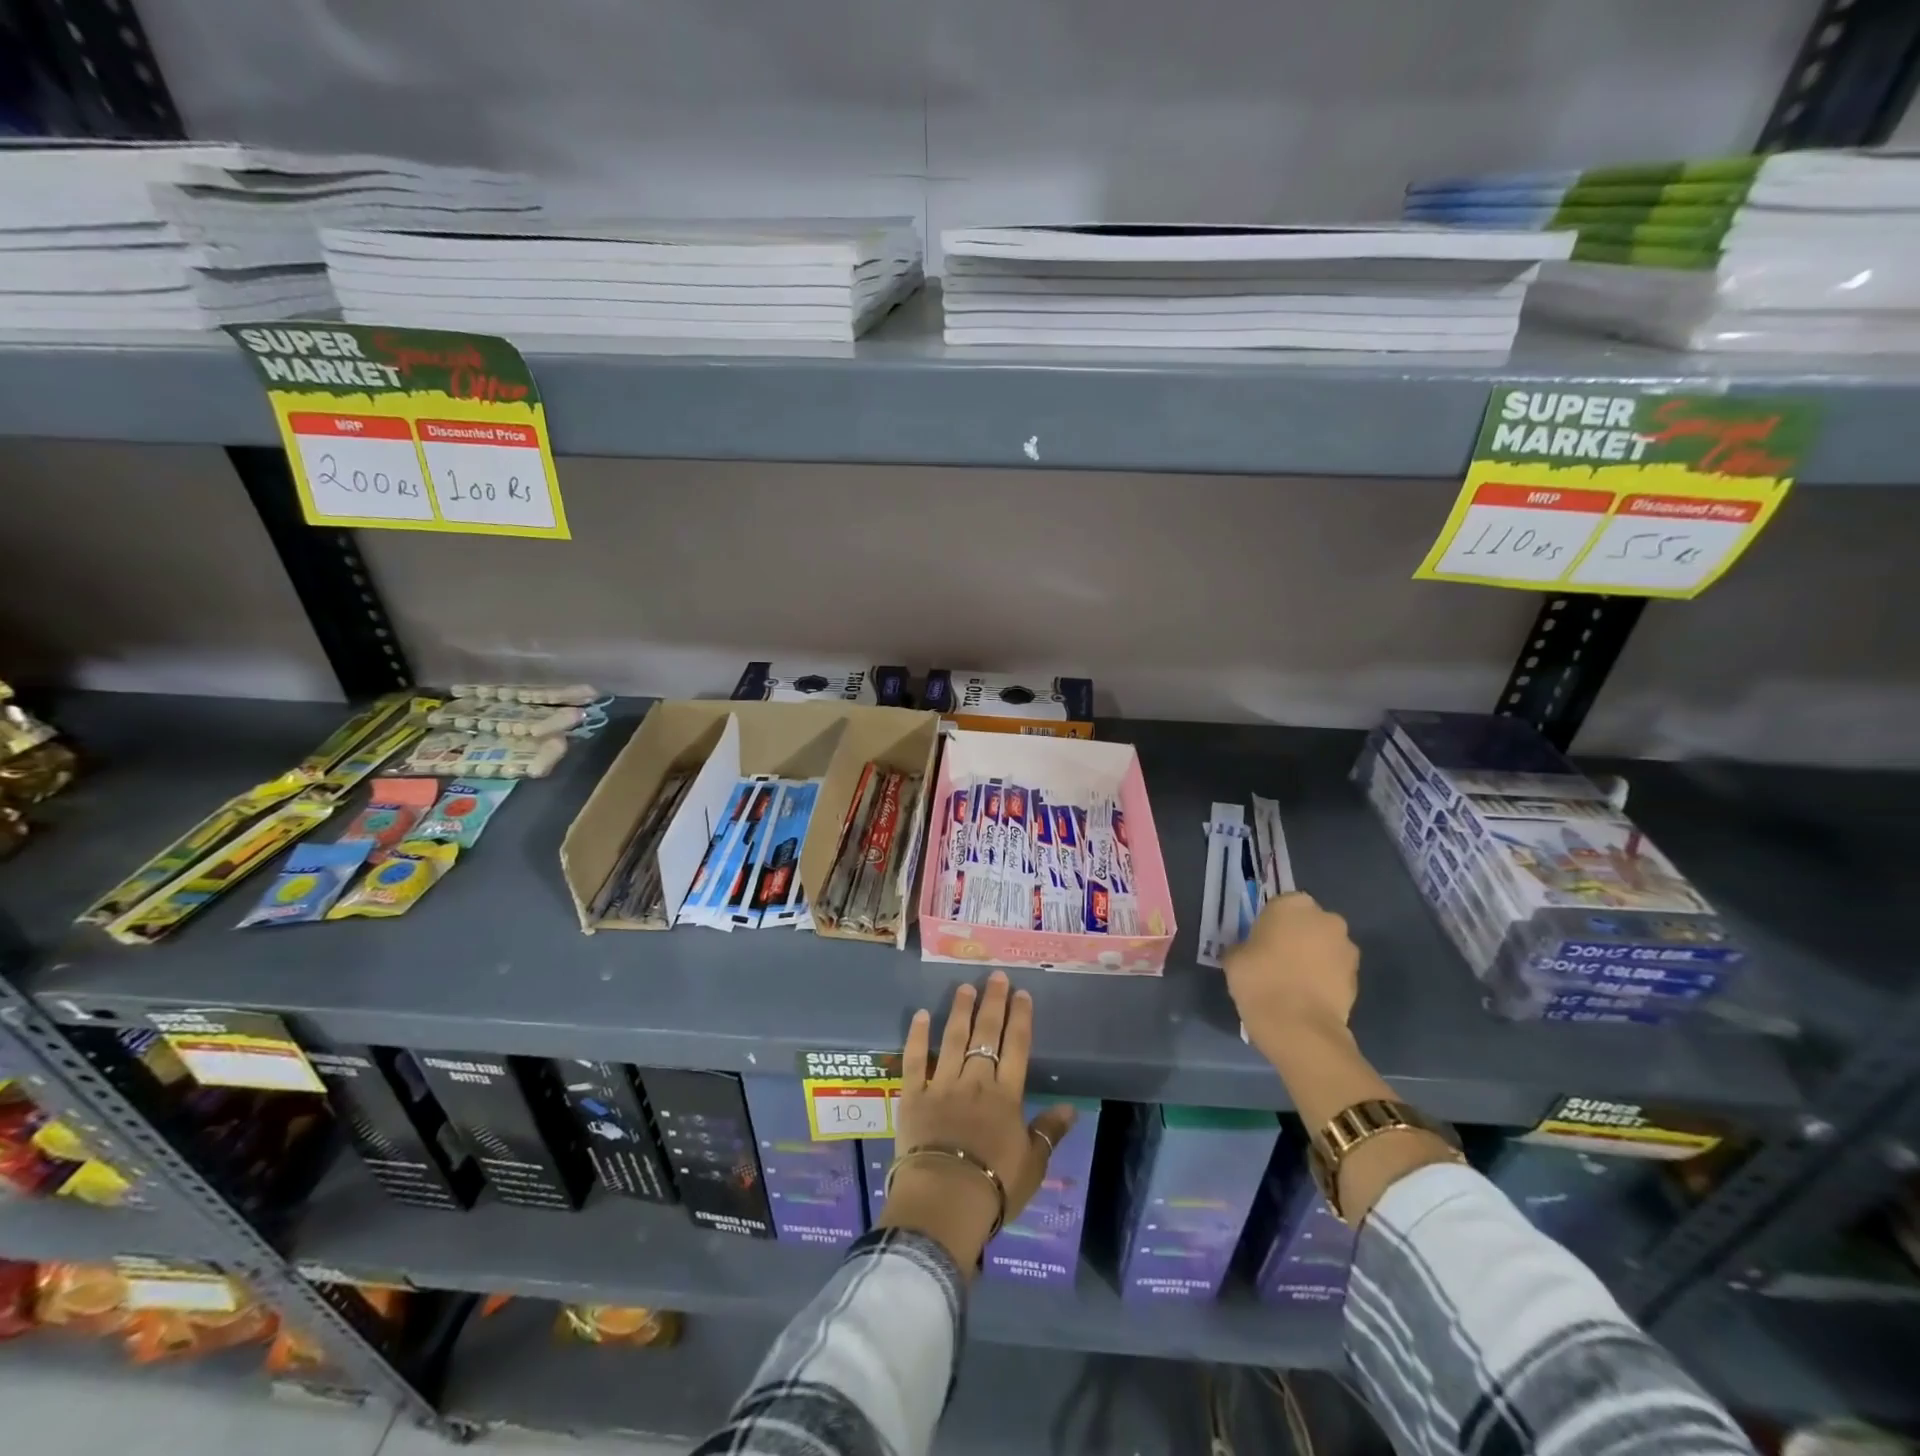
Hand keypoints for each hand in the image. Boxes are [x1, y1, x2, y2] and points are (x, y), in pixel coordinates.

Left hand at [880, 971, 1076, 1271]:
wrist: (944, 1201)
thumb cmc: (994, 1186)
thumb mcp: (1032, 1164)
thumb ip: (1049, 1132)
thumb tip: (1070, 1108)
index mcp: (1005, 1096)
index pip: (1016, 1047)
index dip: (1020, 1018)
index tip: (1021, 993)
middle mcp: (975, 1081)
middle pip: (985, 1035)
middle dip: (992, 1003)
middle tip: (995, 977)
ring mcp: (941, 1085)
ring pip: (952, 1039)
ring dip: (959, 1011)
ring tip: (964, 987)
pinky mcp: (913, 1096)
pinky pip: (914, 1060)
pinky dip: (917, 1036)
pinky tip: (921, 1015)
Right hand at [1223, 891, 1358, 1057]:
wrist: (1299, 1026)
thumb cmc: (1259, 980)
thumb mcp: (1234, 958)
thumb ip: (1243, 946)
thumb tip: (1248, 951)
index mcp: (1292, 905)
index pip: (1280, 905)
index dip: (1270, 924)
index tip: (1260, 942)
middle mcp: (1325, 918)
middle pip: (1308, 923)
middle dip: (1297, 937)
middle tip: (1277, 960)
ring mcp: (1345, 947)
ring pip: (1324, 946)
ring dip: (1313, 957)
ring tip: (1294, 982)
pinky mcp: (1357, 976)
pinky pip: (1335, 970)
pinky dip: (1324, 978)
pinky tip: (1307, 996)